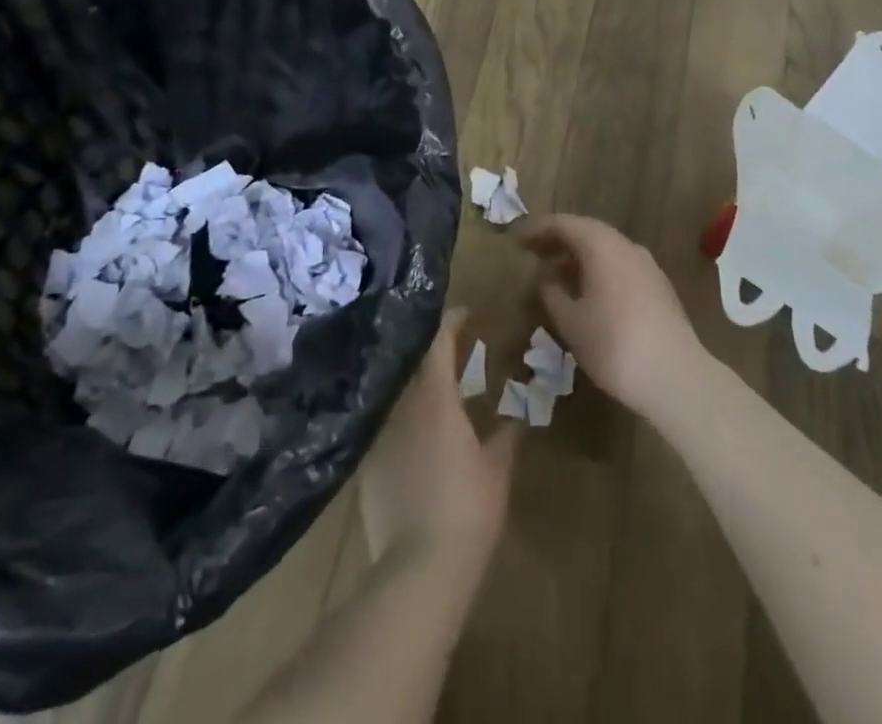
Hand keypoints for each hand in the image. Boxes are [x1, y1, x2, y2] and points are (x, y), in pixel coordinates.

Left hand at [361, 310, 518, 566]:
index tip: (465, 313)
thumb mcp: (497, 471)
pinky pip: (383, 426)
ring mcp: (378, 433)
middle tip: (454, 351)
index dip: (452, 321)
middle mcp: (400, 404)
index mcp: (435, 397)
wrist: (417, 569)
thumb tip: (517, 417)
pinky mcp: (364, 464)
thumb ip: (506, 437)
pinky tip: (411, 435)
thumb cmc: (467, 510)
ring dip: (414, 385)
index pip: (439, 341)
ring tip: (433, 389)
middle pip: (412, 362)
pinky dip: (399, 420)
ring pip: (396, 393)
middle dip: (431, 352)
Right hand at [524, 214, 701, 417]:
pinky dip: (599, 270)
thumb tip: (547, 279)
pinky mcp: (659, 287)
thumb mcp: (571, 323)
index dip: (539, 229)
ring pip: (607, 249)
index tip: (519, 240)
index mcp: (602, 246)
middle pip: (588, 232)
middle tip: (536, 254)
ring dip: (580, 257)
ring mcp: (647, 266)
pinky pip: (621, 266)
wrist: (677, 378)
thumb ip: (553, 294)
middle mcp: (626, 246)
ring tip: (558, 276)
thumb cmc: (614, 345)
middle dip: (560, 241)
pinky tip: (589, 294)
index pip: (565, 224)